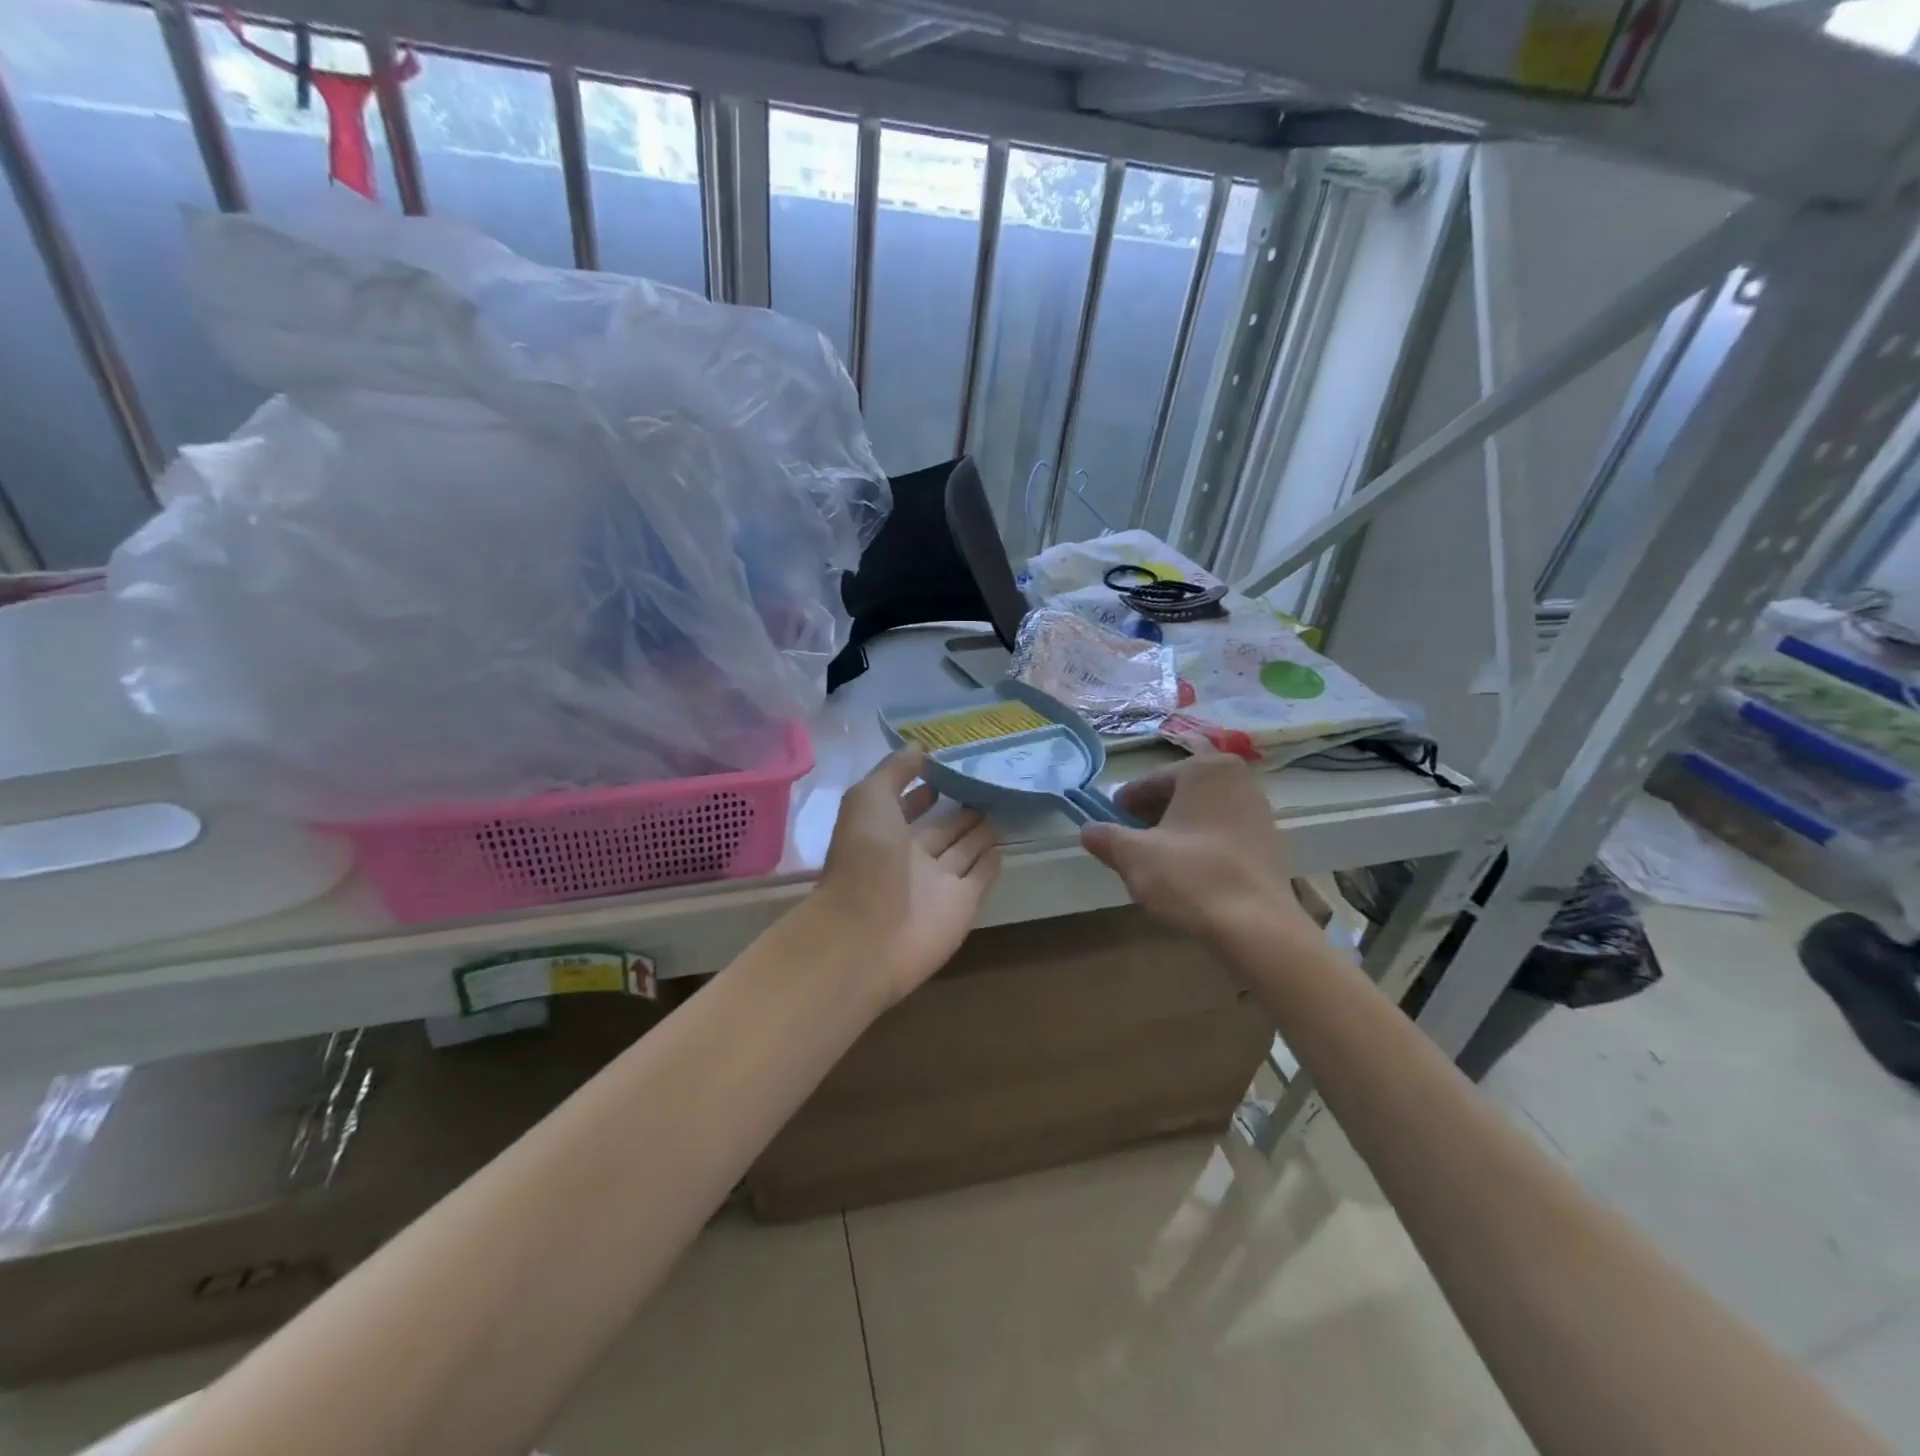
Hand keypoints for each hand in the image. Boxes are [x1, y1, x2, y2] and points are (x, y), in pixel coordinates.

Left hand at [812, 748, 1000, 1003]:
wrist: (869, 933)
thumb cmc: (865, 858)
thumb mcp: (869, 798)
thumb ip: (894, 771)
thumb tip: (920, 747)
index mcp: (883, 831)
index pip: (907, 806)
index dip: (923, 789)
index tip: (949, 768)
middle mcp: (910, 857)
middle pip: (941, 829)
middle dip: (960, 810)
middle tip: (988, 787)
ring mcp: (937, 883)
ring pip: (963, 851)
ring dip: (979, 833)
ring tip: (1001, 808)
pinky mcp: (963, 906)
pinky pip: (980, 878)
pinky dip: (990, 863)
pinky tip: (1003, 845)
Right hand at [1081, 755, 1315, 944]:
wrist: (1256, 926)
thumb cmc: (1190, 876)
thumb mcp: (1133, 855)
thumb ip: (1105, 837)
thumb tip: (1087, 831)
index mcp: (1205, 768)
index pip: (1150, 782)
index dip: (1124, 806)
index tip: (1108, 827)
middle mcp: (1237, 778)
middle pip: (1177, 795)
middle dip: (1151, 818)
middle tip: (1130, 847)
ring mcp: (1259, 809)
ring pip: (1199, 815)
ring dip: (1175, 832)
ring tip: (1156, 864)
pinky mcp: (1269, 841)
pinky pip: (1222, 834)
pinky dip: (1200, 846)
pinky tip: (1188, 875)